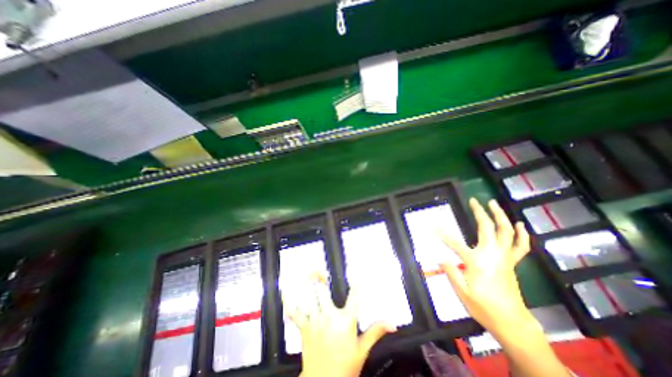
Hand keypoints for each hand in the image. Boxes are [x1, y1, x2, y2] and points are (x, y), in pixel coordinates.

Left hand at [285, 274, 397, 376]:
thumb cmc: (345, 367)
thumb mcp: (363, 349)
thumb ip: (376, 332)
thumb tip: (391, 324)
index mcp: (345, 320)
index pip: (354, 296)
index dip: (356, 285)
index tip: (357, 276)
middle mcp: (329, 316)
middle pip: (323, 291)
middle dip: (320, 278)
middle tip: (319, 270)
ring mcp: (315, 321)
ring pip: (309, 297)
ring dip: (307, 284)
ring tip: (307, 273)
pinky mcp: (304, 328)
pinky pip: (294, 313)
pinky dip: (290, 302)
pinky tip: (287, 293)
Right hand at [440, 198, 532, 334]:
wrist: (512, 322)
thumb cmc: (483, 307)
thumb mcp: (462, 291)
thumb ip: (450, 271)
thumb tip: (438, 257)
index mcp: (477, 262)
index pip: (454, 243)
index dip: (442, 233)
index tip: (432, 225)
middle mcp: (492, 255)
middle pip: (487, 228)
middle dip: (480, 212)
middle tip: (474, 201)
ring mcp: (505, 257)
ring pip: (506, 232)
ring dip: (500, 216)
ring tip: (493, 203)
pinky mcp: (512, 262)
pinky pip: (520, 245)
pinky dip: (521, 233)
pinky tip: (520, 224)